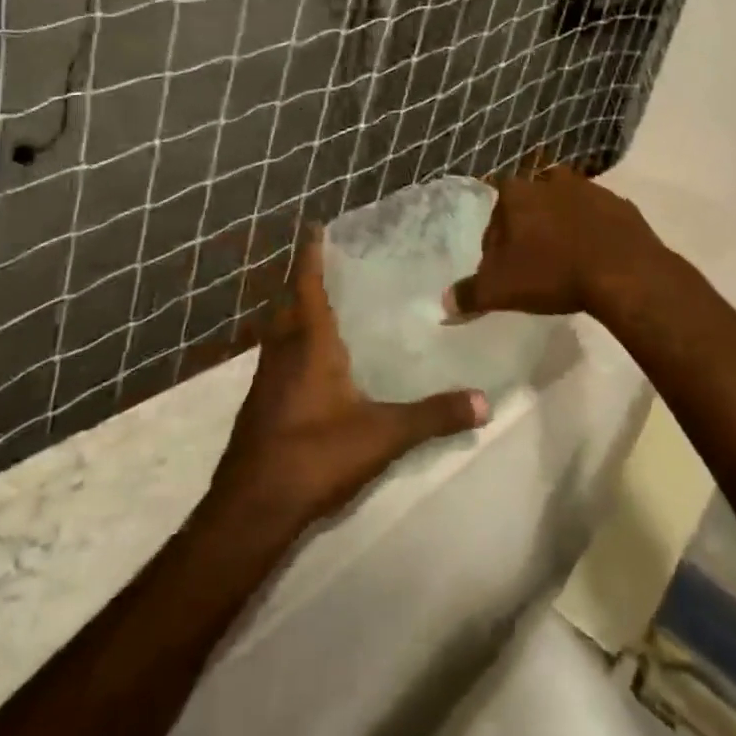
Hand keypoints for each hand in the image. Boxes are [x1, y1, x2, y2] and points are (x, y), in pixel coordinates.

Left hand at [208, 231, 487, 538]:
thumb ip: (433, 416)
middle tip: (331, 262)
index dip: (310, 254)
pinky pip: (278, 357)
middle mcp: (282, 352)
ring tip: (327, 304)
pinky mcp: (260, 405)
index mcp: (308, 343)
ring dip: (297, 311)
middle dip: (305, 279)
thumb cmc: (315, 455)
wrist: (251, 509)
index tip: (314, 226)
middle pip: (290, 303)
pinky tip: (315, 362)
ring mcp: (266, 380)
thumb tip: (484, 402)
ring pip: (280, 331)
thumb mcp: (382, 435)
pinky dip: (294, 343)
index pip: (307, 285)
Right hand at [443, 166, 668, 323]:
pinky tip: (594, 258)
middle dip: (529, 226)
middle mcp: (551, 181)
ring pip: (565, 205)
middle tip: (533, 261)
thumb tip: (444, 305)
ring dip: (561, 225)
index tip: (502, 263)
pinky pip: (597, 216)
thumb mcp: (501, 290)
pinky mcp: (620, 204)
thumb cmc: (553, 273)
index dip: (496, 236)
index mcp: (519, 194)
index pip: (496, 208)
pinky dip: (592, 231)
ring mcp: (589, 189)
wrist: (624, 271)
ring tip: (564, 259)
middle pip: (531, 203)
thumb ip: (469, 294)